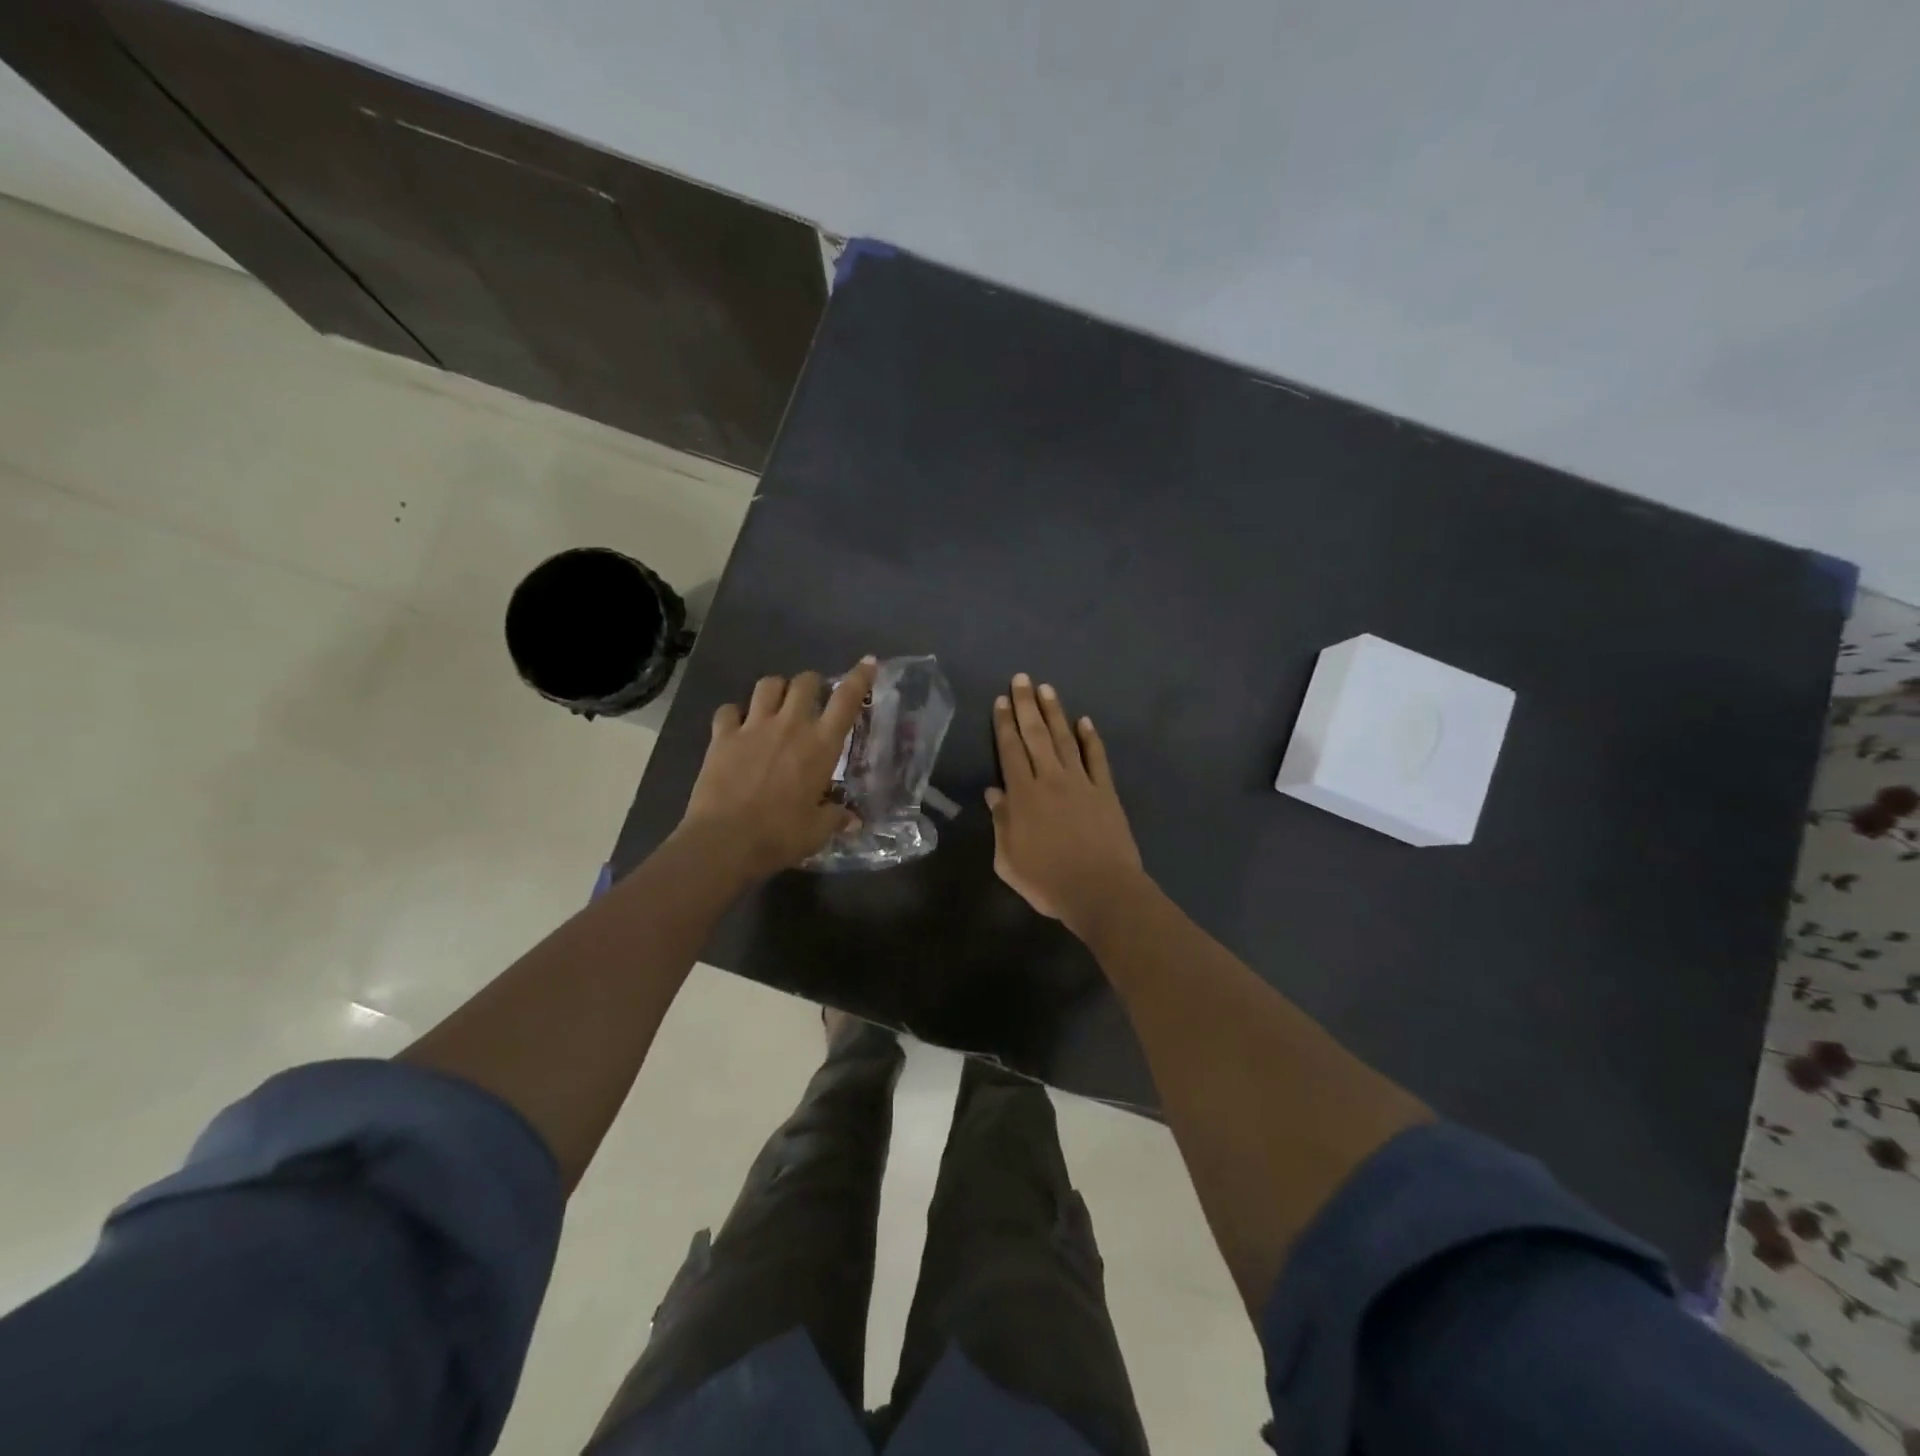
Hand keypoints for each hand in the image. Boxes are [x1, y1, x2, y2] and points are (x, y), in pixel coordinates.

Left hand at [677, 657, 876, 880]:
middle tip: (812, 699)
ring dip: (776, 689)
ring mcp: (753, 726)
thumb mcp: (817, 831)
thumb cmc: (780, 835)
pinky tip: (736, 725)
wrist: (725, 840)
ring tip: (776, 704)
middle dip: (812, 684)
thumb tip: (853, 820)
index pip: (847, 700)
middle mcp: (790, 725)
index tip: (867, 663)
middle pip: (805, 682)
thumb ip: (836, 817)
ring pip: (767, 685)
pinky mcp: (722, 736)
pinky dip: (734, 714)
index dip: (859, 677)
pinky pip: (728, 710)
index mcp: (821, 745)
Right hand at [987, 673, 1143, 931]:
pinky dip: (1091, 739)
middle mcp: (1051, 780)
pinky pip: (1097, 758)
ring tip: (1047, 689)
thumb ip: (1000, 823)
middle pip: (1036, 735)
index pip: (1010, 751)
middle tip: (1021, 678)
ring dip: (1055, 713)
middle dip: (1026, 705)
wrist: (1101, 890)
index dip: (1004, 725)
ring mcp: (1081, 783)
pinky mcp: (1106, 792)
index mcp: (1024, 795)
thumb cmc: (1048, 881)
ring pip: (1065, 739)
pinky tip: (1085, 721)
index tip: (1001, 701)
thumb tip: (994, 794)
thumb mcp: (1009, 860)